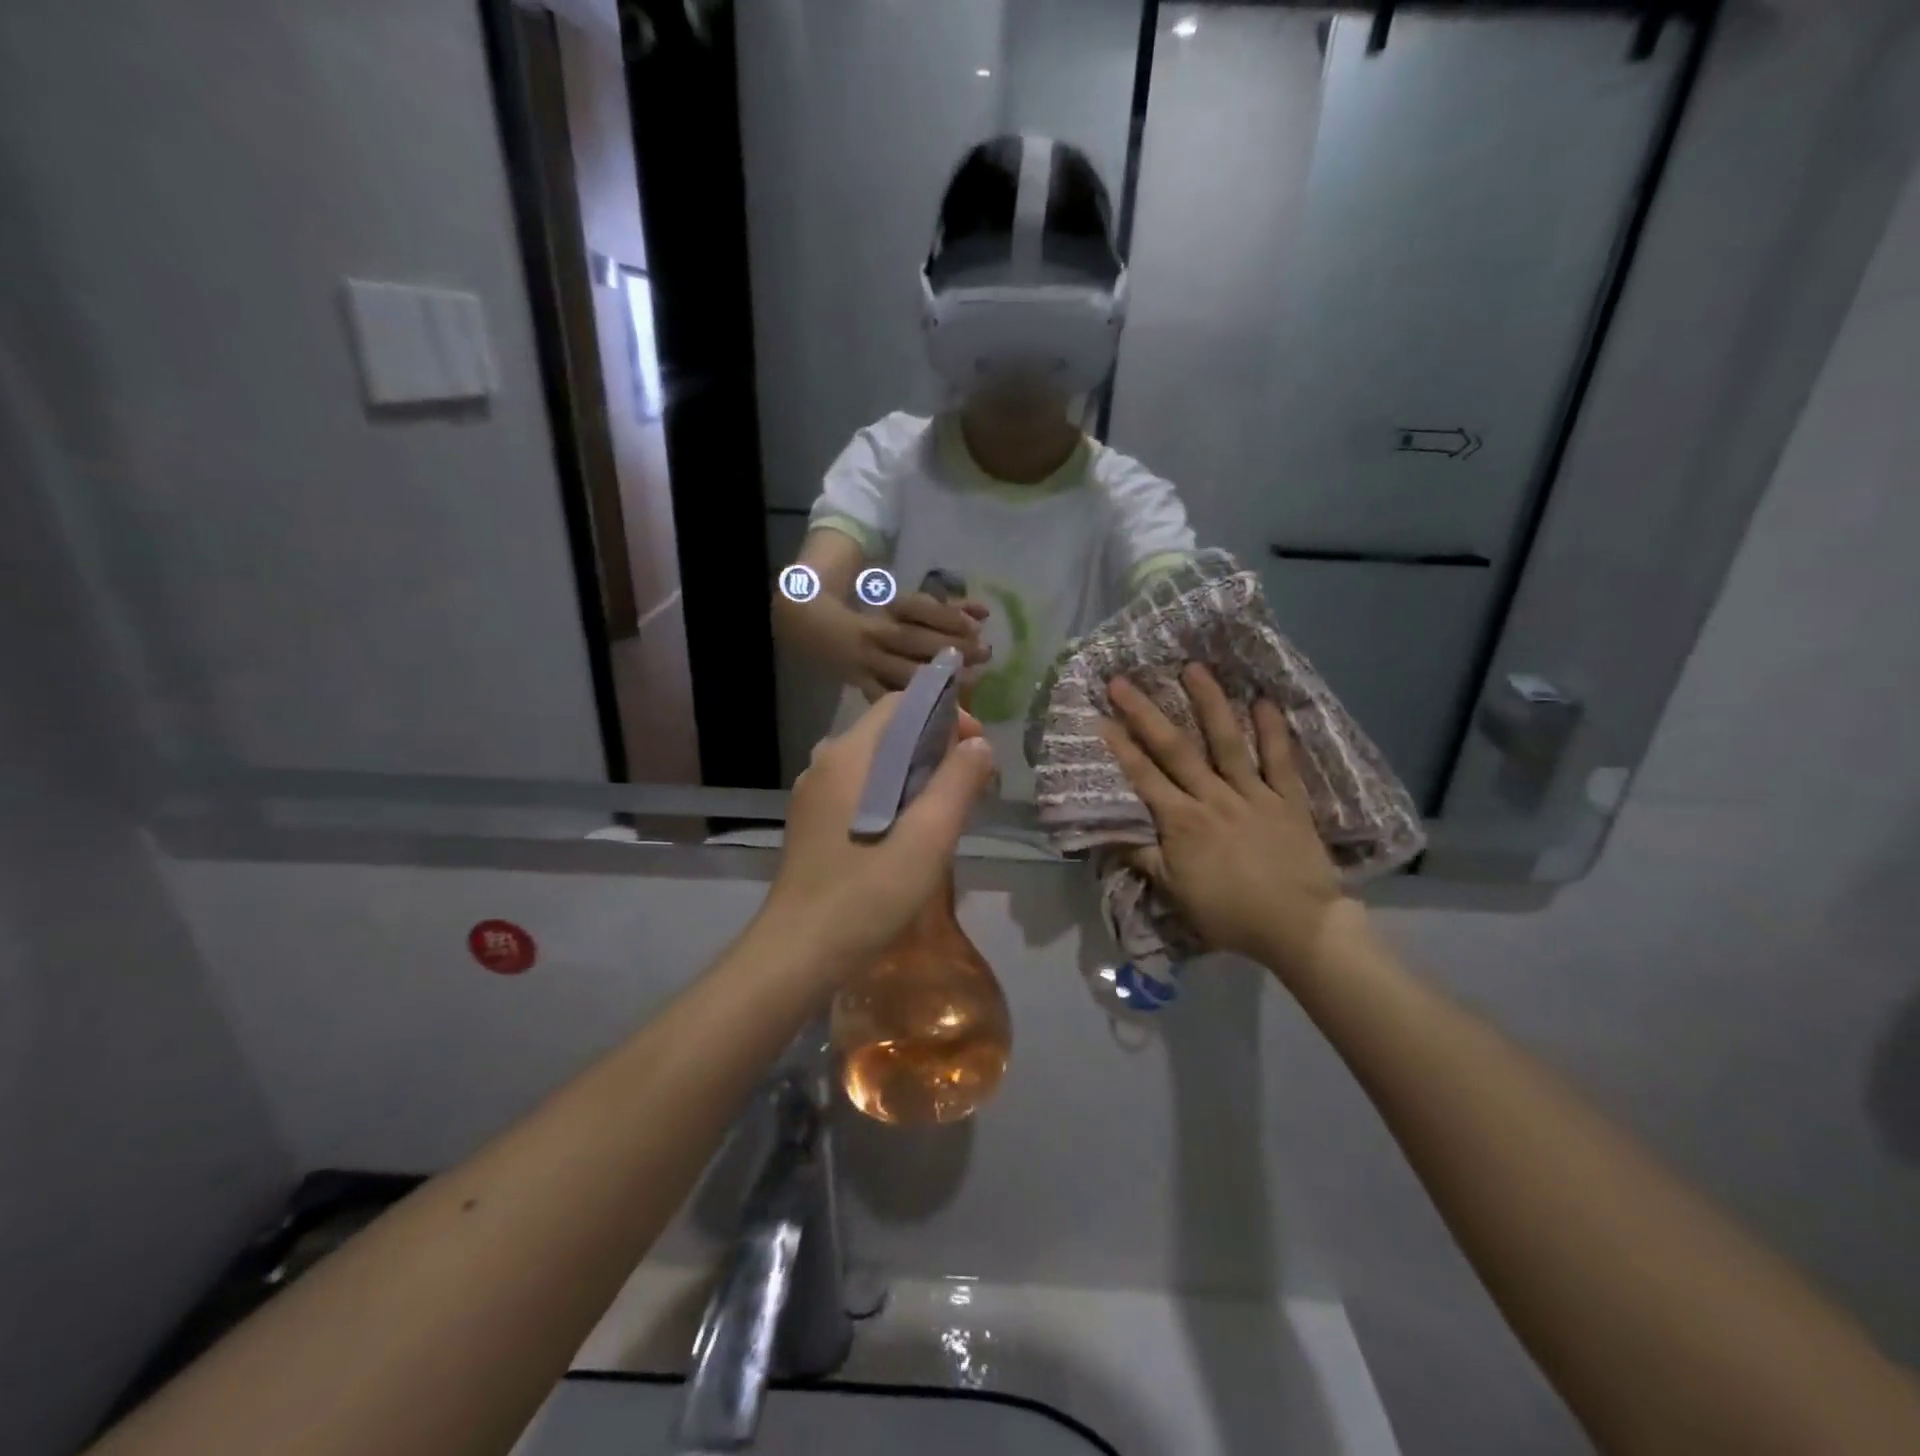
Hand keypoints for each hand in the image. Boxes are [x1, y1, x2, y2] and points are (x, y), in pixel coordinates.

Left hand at [760, 693, 996, 969]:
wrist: (798, 953)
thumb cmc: (867, 893)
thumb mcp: (928, 837)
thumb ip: (958, 782)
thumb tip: (979, 744)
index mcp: (849, 755)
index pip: (901, 704)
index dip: (946, 714)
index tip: (977, 748)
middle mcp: (825, 763)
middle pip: (889, 731)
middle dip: (936, 746)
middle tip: (971, 784)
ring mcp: (814, 794)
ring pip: (876, 763)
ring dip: (918, 774)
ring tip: (949, 810)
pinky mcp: (813, 822)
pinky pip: (861, 789)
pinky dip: (894, 794)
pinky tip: (911, 833)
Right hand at [844, 593, 991, 699]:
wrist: (821, 632)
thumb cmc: (873, 614)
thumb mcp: (906, 604)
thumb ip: (946, 608)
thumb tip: (984, 612)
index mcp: (885, 608)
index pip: (918, 607)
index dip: (948, 616)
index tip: (978, 625)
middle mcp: (874, 635)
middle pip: (913, 640)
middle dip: (951, 647)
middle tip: (984, 654)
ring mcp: (867, 664)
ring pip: (903, 673)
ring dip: (939, 679)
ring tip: (972, 680)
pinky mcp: (862, 689)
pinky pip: (888, 699)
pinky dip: (914, 705)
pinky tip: (942, 709)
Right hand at [1097, 665, 1361, 975]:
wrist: (1299, 928)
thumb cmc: (1231, 914)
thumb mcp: (1176, 894)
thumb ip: (1144, 859)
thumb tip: (1109, 834)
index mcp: (1182, 822)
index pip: (1143, 777)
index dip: (1119, 746)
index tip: (1099, 717)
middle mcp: (1213, 798)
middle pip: (1175, 749)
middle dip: (1146, 713)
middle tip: (1123, 680)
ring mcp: (1253, 794)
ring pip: (1227, 742)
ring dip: (1209, 703)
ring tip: (1194, 668)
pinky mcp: (1287, 799)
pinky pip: (1280, 760)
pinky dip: (1274, 730)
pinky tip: (1264, 701)